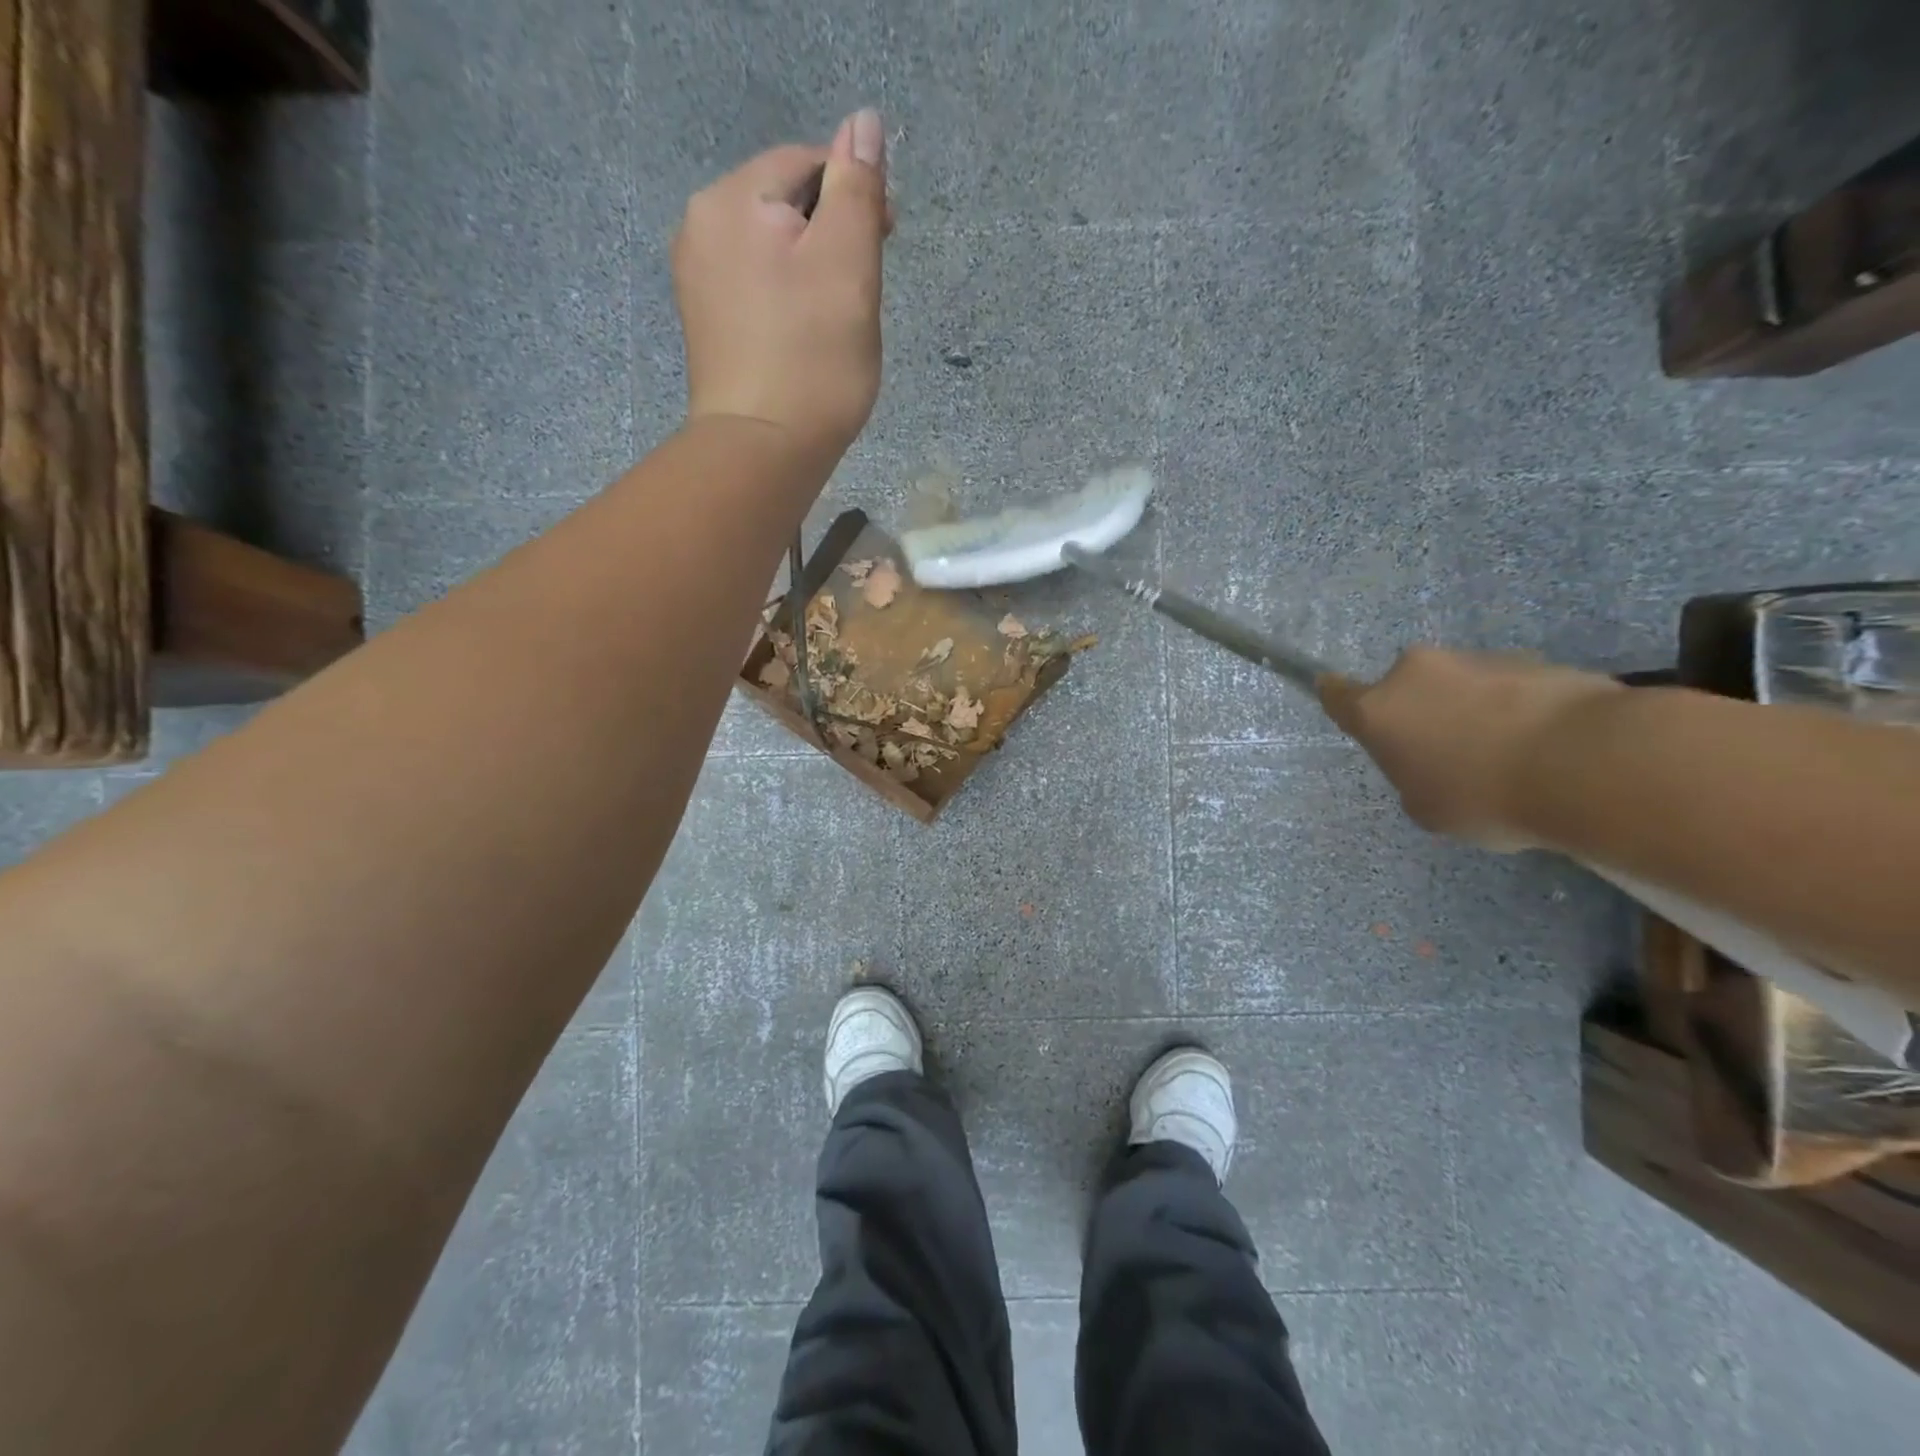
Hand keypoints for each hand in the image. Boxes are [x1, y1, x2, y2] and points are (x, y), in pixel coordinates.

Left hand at [671, 110, 889, 467]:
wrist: (762, 452)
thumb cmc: (814, 360)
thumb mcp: (849, 266)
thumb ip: (856, 189)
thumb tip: (864, 122)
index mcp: (732, 200)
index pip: (806, 165)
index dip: (854, 195)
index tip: (887, 244)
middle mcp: (701, 226)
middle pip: (785, 206)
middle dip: (831, 238)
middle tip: (861, 298)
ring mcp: (697, 279)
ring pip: (772, 251)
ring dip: (812, 272)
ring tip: (836, 323)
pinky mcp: (705, 324)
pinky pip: (756, 288)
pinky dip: (787, 301)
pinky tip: (805, 338)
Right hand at [1318, 648, 1624, 850]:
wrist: (1588, 764)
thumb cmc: (1483, 795)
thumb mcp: (1427, 809)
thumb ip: (1414, 778)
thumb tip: (1436, 761)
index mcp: (1379, 709)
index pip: (1336, 693)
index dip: (1334, 695)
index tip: (1333, 693)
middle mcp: (1418, 673)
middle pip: (1407, 689)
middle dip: (1424, 712)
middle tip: (1451, 753)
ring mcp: (1477, 660)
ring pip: (1462, 686)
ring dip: (1474, 711)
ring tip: (1512, 757)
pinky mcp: (1535, 660)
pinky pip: (1511, 689)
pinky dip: (1519, 711)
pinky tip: (1548, 748)